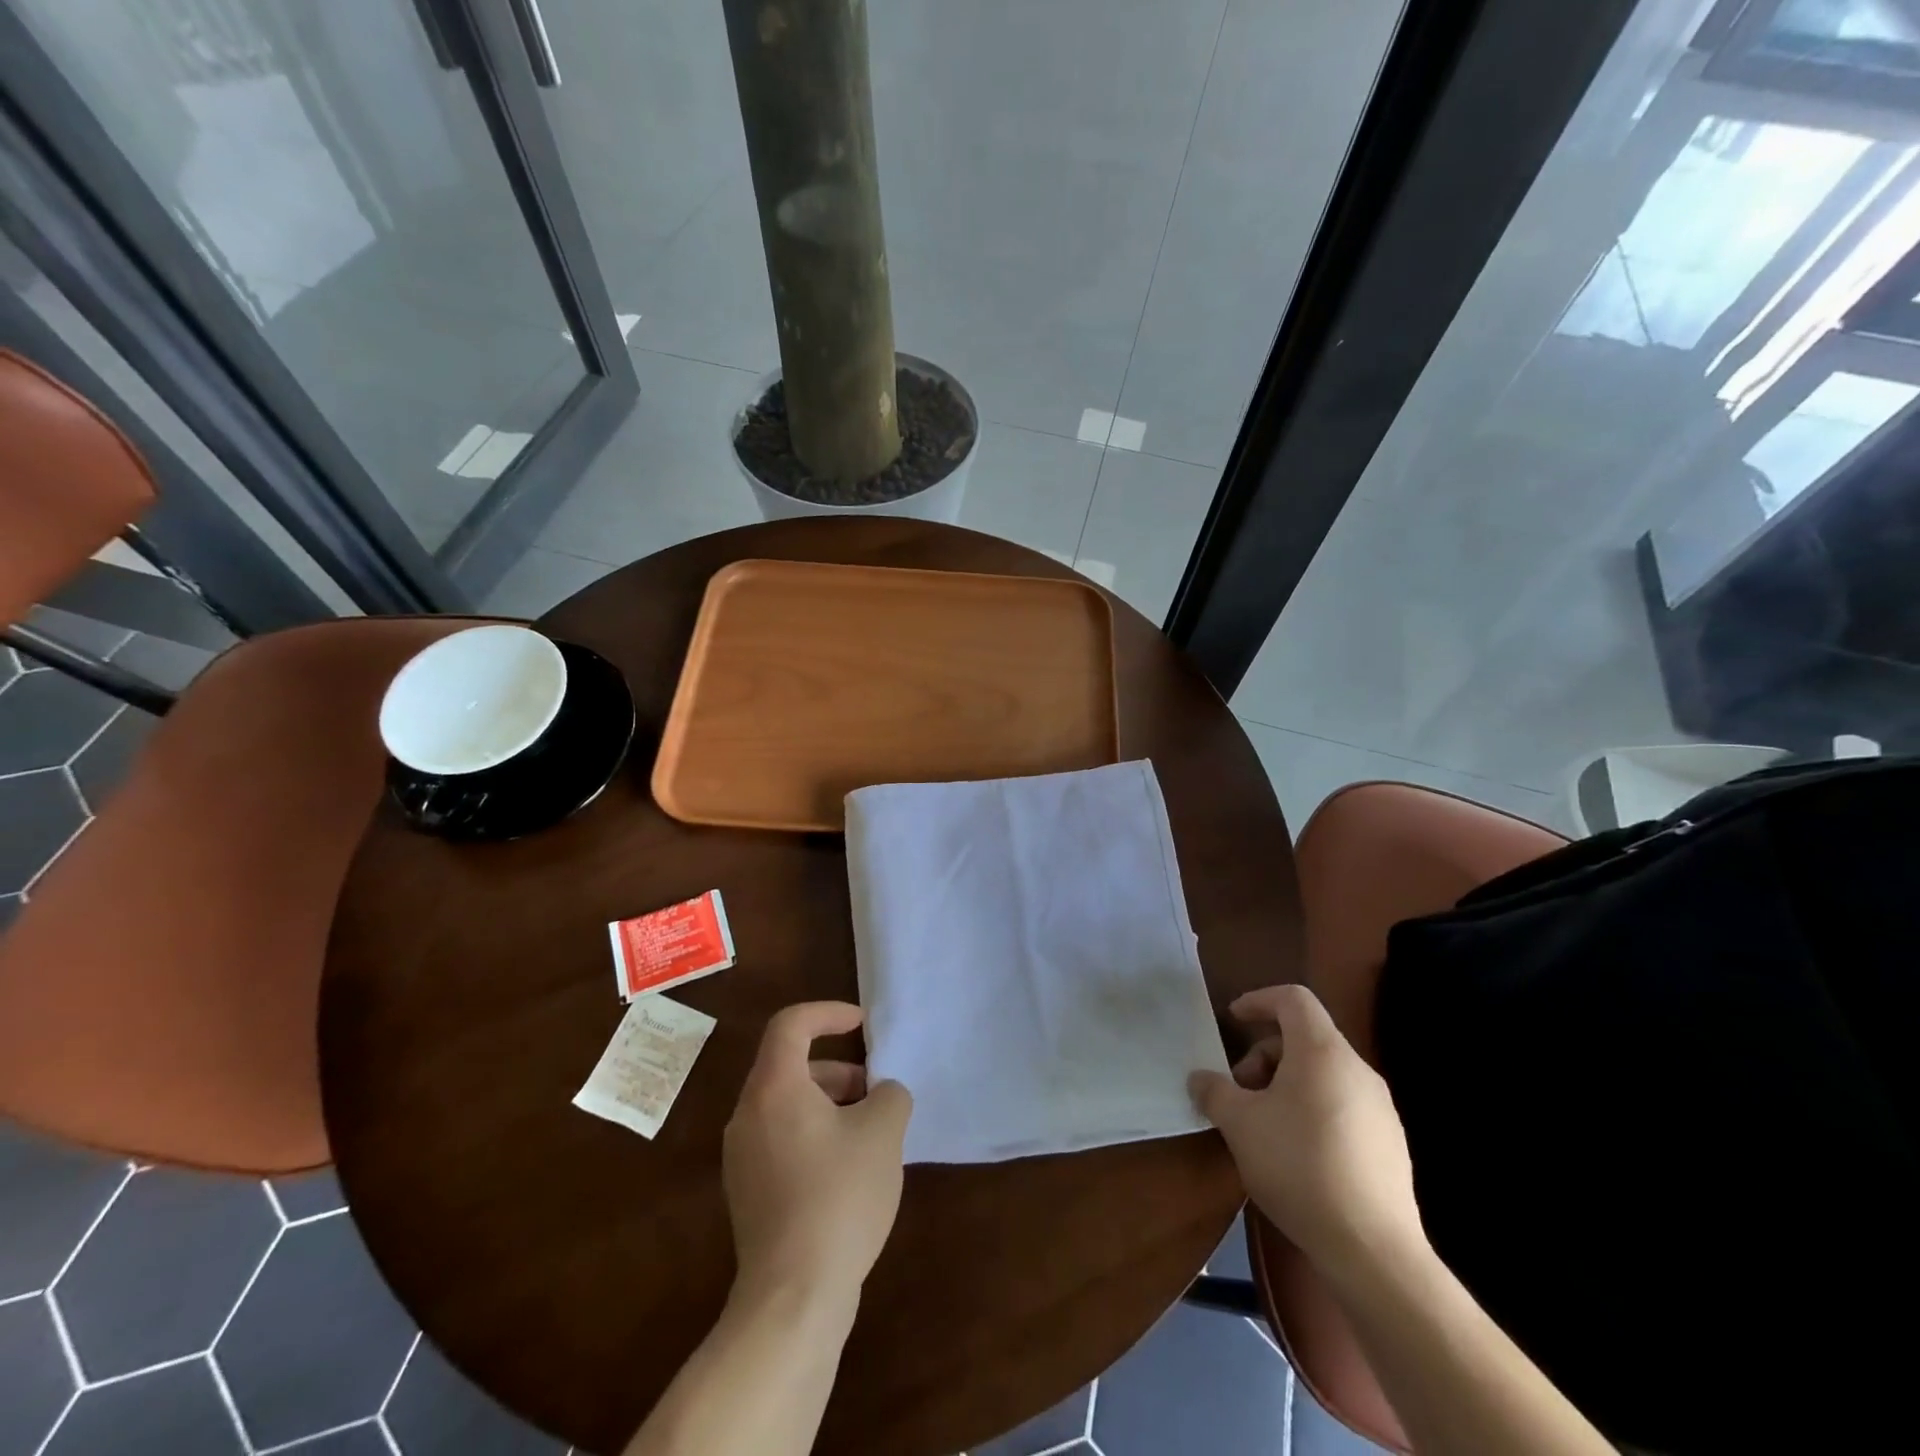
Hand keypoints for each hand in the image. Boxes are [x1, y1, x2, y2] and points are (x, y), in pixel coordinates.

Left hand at [722, 1002, 911, 1304]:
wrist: (792, 1297)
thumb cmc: (839, 1196)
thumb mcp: (883, 1133)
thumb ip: (889, 1095)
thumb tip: (882, 1094)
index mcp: (774, 1088)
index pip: (791, 1023)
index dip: (828, 1012)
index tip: (862, 1024)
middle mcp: (747, 1114)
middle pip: (790, 1066)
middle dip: (838, 1069)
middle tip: (875, 1092)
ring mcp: (741, 1157)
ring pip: (786, 1105)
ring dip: (829, 1103)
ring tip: (869, 1133)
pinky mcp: (747, 1192)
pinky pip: (781, 1139)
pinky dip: (814, 1134)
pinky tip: (847, 1171)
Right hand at [1189, 984, 1424, 1289]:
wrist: (1373, 1251)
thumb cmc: (1299, 1166)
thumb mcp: (1239, 1124)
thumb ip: (1214, 1091)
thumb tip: (1201, 1078)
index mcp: (1322, 1052)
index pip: (1293, 999)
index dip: (1259, 1000)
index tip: (1233, 1020)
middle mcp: (1357, 1070)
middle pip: (1306, 1038)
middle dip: (1265, 1056)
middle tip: (1240, 1091)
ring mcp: (1381, 1109)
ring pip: (1324, 1074)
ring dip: (1286, 1085)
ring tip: (1263, 1125)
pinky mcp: (1391, 1145)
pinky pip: (1343, 1106)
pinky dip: (1312, 1110)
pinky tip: (1296, 1154)